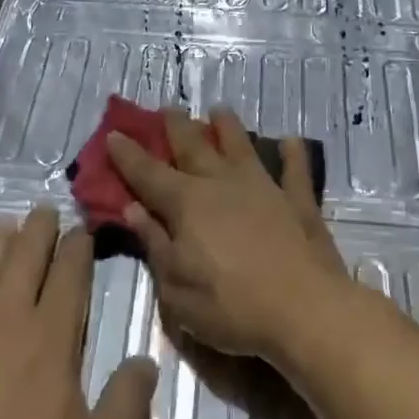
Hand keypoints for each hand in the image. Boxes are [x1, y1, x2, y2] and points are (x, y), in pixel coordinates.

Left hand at [0, 206, 157, 418]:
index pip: (68, 276)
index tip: (82, 230)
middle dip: (38, 230)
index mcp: (49, 338)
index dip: (77, 249)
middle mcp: (4, 319)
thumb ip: (128, 406)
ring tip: (4, 225)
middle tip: (44, 211)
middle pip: (23, 258)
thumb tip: (146, 361)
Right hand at [106, 107, 348, 361]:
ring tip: (219, 109)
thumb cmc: (231, 306)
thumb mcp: (176, 288)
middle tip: (167, 107)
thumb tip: (133, 210)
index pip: (148, 174)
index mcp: (186, 204)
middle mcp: (221, 184)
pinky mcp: (298, 201)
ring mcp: (263, 187)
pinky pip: (295, 170)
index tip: (113, 134)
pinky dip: (293, 154)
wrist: (305, 311)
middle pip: (193, 147)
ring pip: (240, 147)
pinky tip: (291, 140)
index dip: (127, 154)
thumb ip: (155, 244)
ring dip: (228, 127)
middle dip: (176, 126)